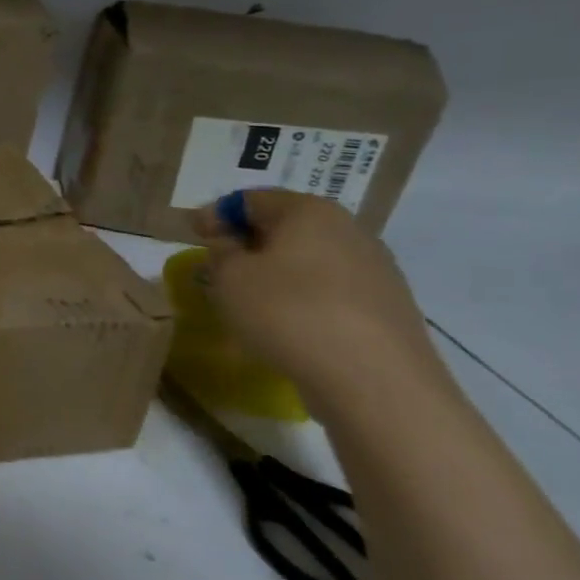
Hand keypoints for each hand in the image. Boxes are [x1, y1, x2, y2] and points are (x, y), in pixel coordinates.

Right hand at [192, 190, 443, 412]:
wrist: (375, 380)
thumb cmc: (289, 313)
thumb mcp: (230, 278)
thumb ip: (220, 252)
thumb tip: (229, 243)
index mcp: (309, 211)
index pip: (251, 199)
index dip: (216, 214)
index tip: (193, 235)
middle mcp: (349, 230)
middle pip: (286, 227)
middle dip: (248, 243)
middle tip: (218, 266)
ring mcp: (376, 270)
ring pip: (310, 261)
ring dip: (276, 273)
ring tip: (250, 299)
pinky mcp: (387, 309)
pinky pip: (331, 293)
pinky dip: (302, 300)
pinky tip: (287, 326)